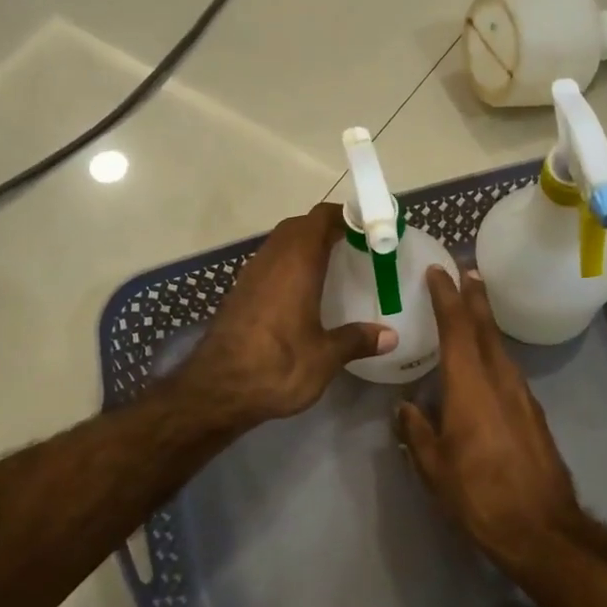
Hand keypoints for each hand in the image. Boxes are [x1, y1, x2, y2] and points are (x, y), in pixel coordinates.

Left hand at [179, 203, 392, 428]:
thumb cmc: (277, 367)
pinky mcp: (238, 294)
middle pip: (299, 226)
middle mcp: (271, 261)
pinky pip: (268, 265)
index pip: (320, 219)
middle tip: (354, 246)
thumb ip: (356, 340)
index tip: (368, 227)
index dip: (345, 215)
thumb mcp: (325, 357)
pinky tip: (302, 292)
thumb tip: (390, 336)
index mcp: (296, 264)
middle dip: (325, 228)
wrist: (216, 391)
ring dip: (304, 245)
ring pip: (280, 244)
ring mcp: (250, 276)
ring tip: (332, 265)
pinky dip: (288, 265)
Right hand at [396, 267, 599, 571]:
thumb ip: (418, 432)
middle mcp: (500, 381)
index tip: (439, 272)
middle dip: (475, 298)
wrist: (541, 528)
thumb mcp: (435, 468)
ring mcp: (522, 396)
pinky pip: (509, 369)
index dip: (447, 298)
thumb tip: (406, 408)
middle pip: (487, 329)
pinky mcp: (533, 414)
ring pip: (501, 347)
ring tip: (474, 307)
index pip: (458, 329)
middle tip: (466, 272)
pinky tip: (486, 360)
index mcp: (471, 387)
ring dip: (487, 323)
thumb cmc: (480, 496)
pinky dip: (495, 351)